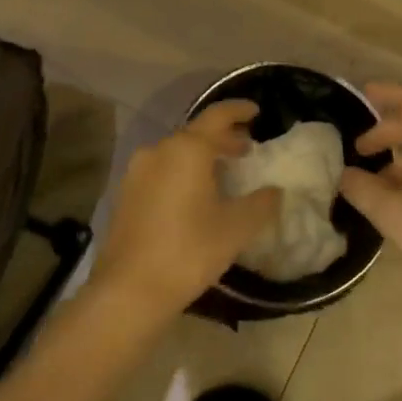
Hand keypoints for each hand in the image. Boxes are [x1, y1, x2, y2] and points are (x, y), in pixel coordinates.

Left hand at [90, 101, 281, 323]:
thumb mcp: (236, 228)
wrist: (128, 290)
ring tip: (223, 173)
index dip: (239, 110)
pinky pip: (161, 170)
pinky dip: (182, 172)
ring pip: (176, 152)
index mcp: (187, 149)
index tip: (256, 111)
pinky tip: (194, 195)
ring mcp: (137, 172)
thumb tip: (275, 191)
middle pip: (196, 133)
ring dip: (202, 156)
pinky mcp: (126, 194)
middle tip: (246, 149)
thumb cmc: (189, 251)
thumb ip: (261, 204)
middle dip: (223, 138)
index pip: (218, 116)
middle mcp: (159, 150)